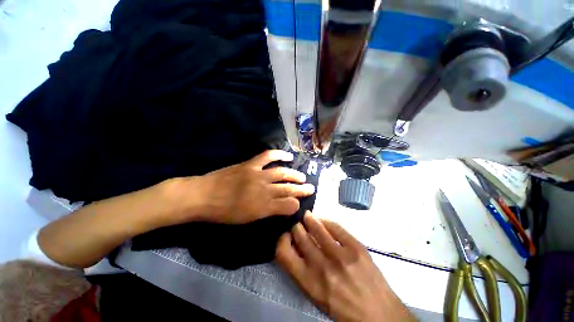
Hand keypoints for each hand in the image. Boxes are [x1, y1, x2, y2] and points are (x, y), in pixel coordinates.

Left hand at [194, 150, 314, 223]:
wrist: (203, 195)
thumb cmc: (223, 213)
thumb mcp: (247, 220)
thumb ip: (267, 212)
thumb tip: (282, 207)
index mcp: (263, 207)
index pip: (288, 205)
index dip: (296, 205)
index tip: (300, 204)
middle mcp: (264, 189)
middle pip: (288, 189)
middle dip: (302, 189)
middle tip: (311, 188)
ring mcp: (258, 174)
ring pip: (283, 173)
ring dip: (295, 175)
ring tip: (303, 177)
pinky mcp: (251, 164)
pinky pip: (268, 156)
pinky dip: (280, 155)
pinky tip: (288, 157)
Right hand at [276, 212, 413, 321]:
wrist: (379, 315)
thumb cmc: (343, 308)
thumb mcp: (316, 295)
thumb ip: (302, 270)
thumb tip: (294, 245)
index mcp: (309, 282)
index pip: (284, 252)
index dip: (282, 239)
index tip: (286, 234)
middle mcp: (321, 267)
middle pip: (300, 235)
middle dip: (296, 226)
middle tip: (297, 222)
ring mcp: (340, 255)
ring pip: (317, 227)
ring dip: (309, 219)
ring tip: (307, 215)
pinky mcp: (356, 247)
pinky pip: (336, 226)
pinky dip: (326, 220)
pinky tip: (323, 220)